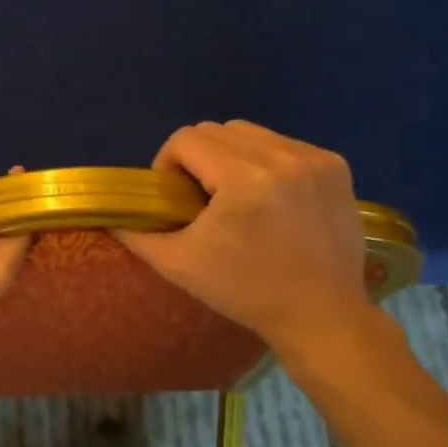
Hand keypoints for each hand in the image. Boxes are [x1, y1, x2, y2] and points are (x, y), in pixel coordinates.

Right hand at [115, 121, 388, 369]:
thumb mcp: (179, 265)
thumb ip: (137, 234)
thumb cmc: (246, 292)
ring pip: (250, 132)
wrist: (322, 316)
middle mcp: (281, 157)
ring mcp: (313, 159)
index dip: (168, 163)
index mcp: (242, 179)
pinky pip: (283, 144)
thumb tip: (112, 215)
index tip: (176, 197)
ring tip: (237, 194)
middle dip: (199, 158)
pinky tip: (272, 196)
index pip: (185, 139)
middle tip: (202, 197)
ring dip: (232, 155)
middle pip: (216, 130)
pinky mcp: (336, 165)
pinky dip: (268, 161)